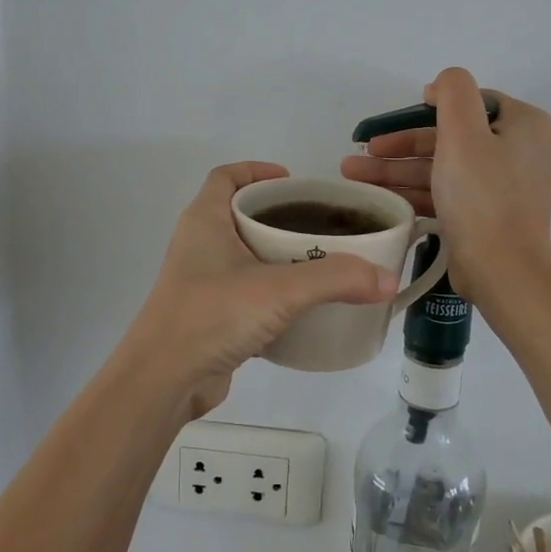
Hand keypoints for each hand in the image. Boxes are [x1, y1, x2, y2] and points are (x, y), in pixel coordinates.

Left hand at [118, 162, 397, 414]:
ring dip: (277, 254)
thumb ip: (336, 279)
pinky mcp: (209, 315)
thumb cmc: (212, 315)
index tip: (294, 182)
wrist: (163, 381)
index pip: (226, 176)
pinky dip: (271, 290)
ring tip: (320, 261)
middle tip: (321, 224)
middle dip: (279, 214)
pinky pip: (245, 290)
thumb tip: (388, 279)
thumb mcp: (280, 289)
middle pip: (239, 213)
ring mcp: (201, 281)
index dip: (258, 171)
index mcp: (205, 220)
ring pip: (244, 254)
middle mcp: (199, 244)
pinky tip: (301, 305)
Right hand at [341, 67, 550, 306]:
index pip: (474, 102)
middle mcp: (521, 152)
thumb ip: (453, 93)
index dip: (434, 104)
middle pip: (452, 136)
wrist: (502, 271)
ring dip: (398, 169)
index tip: (398, 117)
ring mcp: (504, 187)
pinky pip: (447, 192)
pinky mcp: (488, 215)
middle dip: (402, 145)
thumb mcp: (463, 132)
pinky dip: (415, 191)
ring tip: (353, 175)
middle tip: (363, 150)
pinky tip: (378, 196)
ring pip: (444, 167)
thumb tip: (441, 85)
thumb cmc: (482, 196)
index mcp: (525, 126)